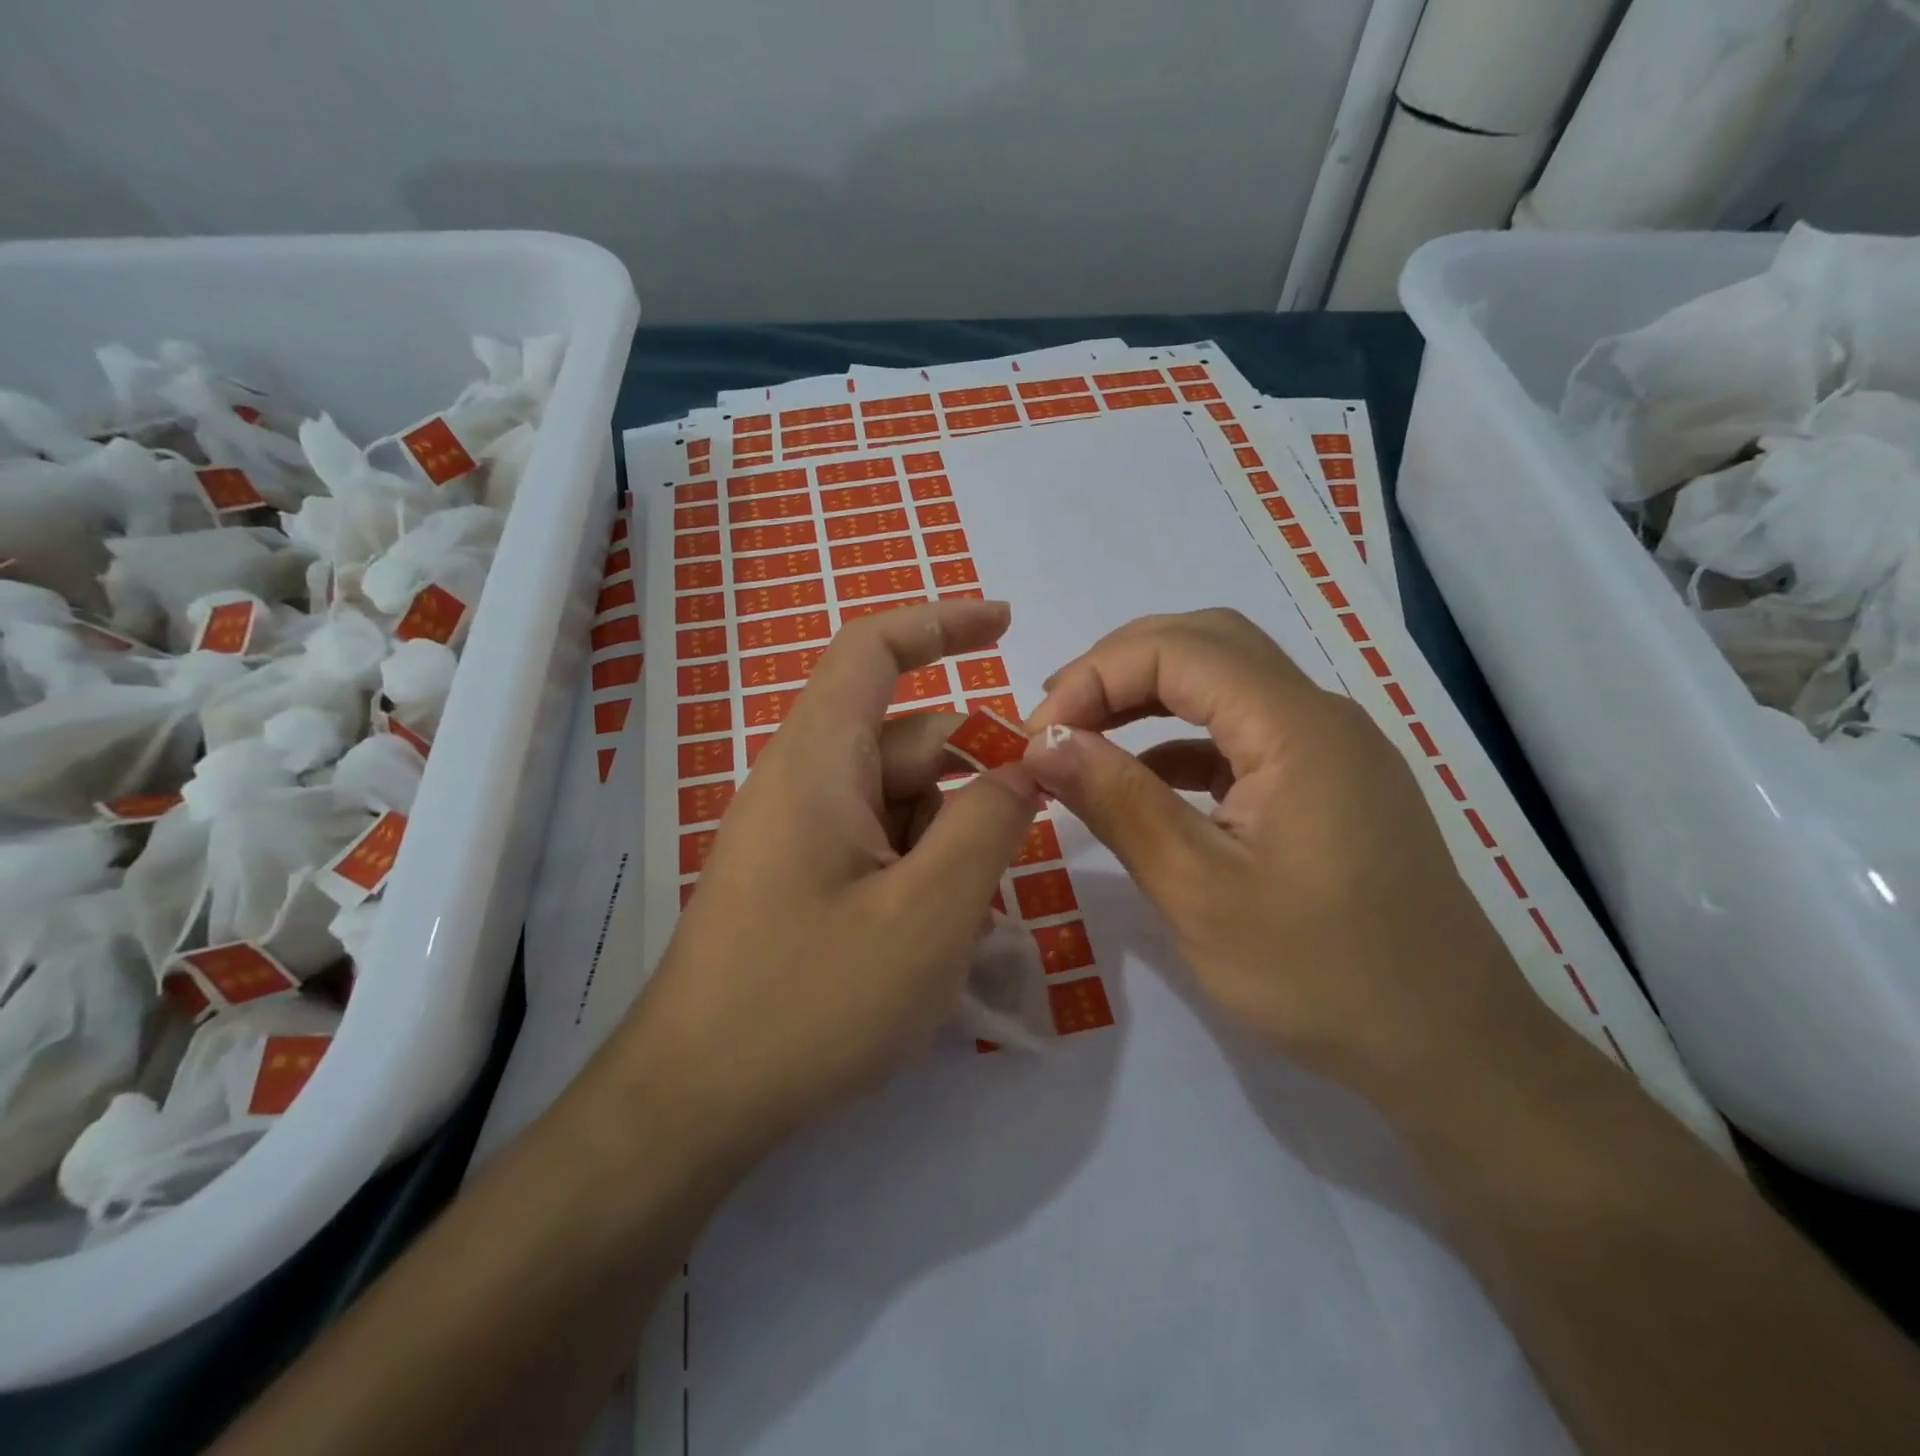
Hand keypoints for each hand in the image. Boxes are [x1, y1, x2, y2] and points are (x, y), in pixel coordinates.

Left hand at [619, 600, 1040, 1158]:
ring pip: (900, 801)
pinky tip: (934, 940)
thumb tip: (1028, 762)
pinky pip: (877, 844)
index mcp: (818, 761)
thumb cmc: (812, 1001)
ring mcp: (798, 833)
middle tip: (1018, 848)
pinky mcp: (799, 878)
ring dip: (949, 842)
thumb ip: (990, 823)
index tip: (1006, 626)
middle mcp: (803, 782)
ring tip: (964, 924)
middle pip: (908, 741)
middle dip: (973, 781)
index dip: (941, 622)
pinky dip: (920, 871)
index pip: (873, 650)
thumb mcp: (930, 912)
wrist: (695, 1102)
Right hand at [1023, 609, 1531, 1102]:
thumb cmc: (1319, 975)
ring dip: (1149, 694)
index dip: (1096, 675)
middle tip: (1058, 717)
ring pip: (1226, 680)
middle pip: (1207, 642)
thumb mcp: (1198, 891)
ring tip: (1084, 735)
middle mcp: (1319, 715)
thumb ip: (1118, 803)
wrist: (1447, 1046)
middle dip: (1120, 666)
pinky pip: (1242, 730)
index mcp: (1297, 727)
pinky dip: (1181, 737)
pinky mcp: (1326, 781)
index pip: (1179, 650)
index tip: (1039, 735)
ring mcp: (1329, 747)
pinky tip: (1143, 779)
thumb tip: (1044, 742)